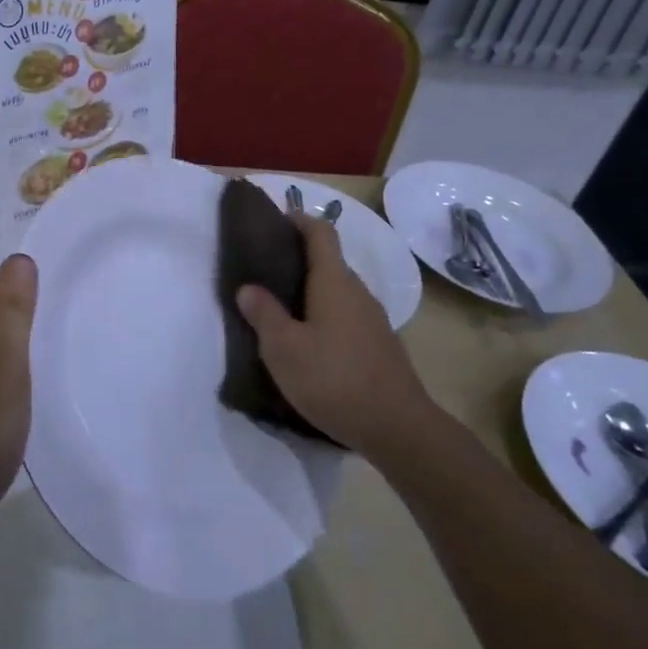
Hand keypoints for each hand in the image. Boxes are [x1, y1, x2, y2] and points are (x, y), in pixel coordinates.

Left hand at [0, 254, 37, 566]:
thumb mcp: (2, 360)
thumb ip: (11, 310)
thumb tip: (19, 258)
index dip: (30, 317)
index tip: (63, 329)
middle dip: (24, 349)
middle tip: (63, 361)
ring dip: (14, 382)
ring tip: (49, 394)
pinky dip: (2, 410)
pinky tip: (20, 428)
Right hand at [235, 212, 431, 455]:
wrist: (398, 429)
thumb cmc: (334, 379)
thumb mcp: (283, 348)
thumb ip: (264, 314)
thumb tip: (248, 287)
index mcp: (334, 282)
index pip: (320, 232)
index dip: (298, 220)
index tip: (273, 222)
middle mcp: (357, 292)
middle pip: (328, 260)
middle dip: (297, 258)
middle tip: (262, 272)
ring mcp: (372, 319)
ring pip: (336, 291)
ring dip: (309, 291)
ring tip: (278, 308)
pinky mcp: (378, 345)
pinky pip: (345, 315)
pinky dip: (323, 315)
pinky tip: (306, 342)